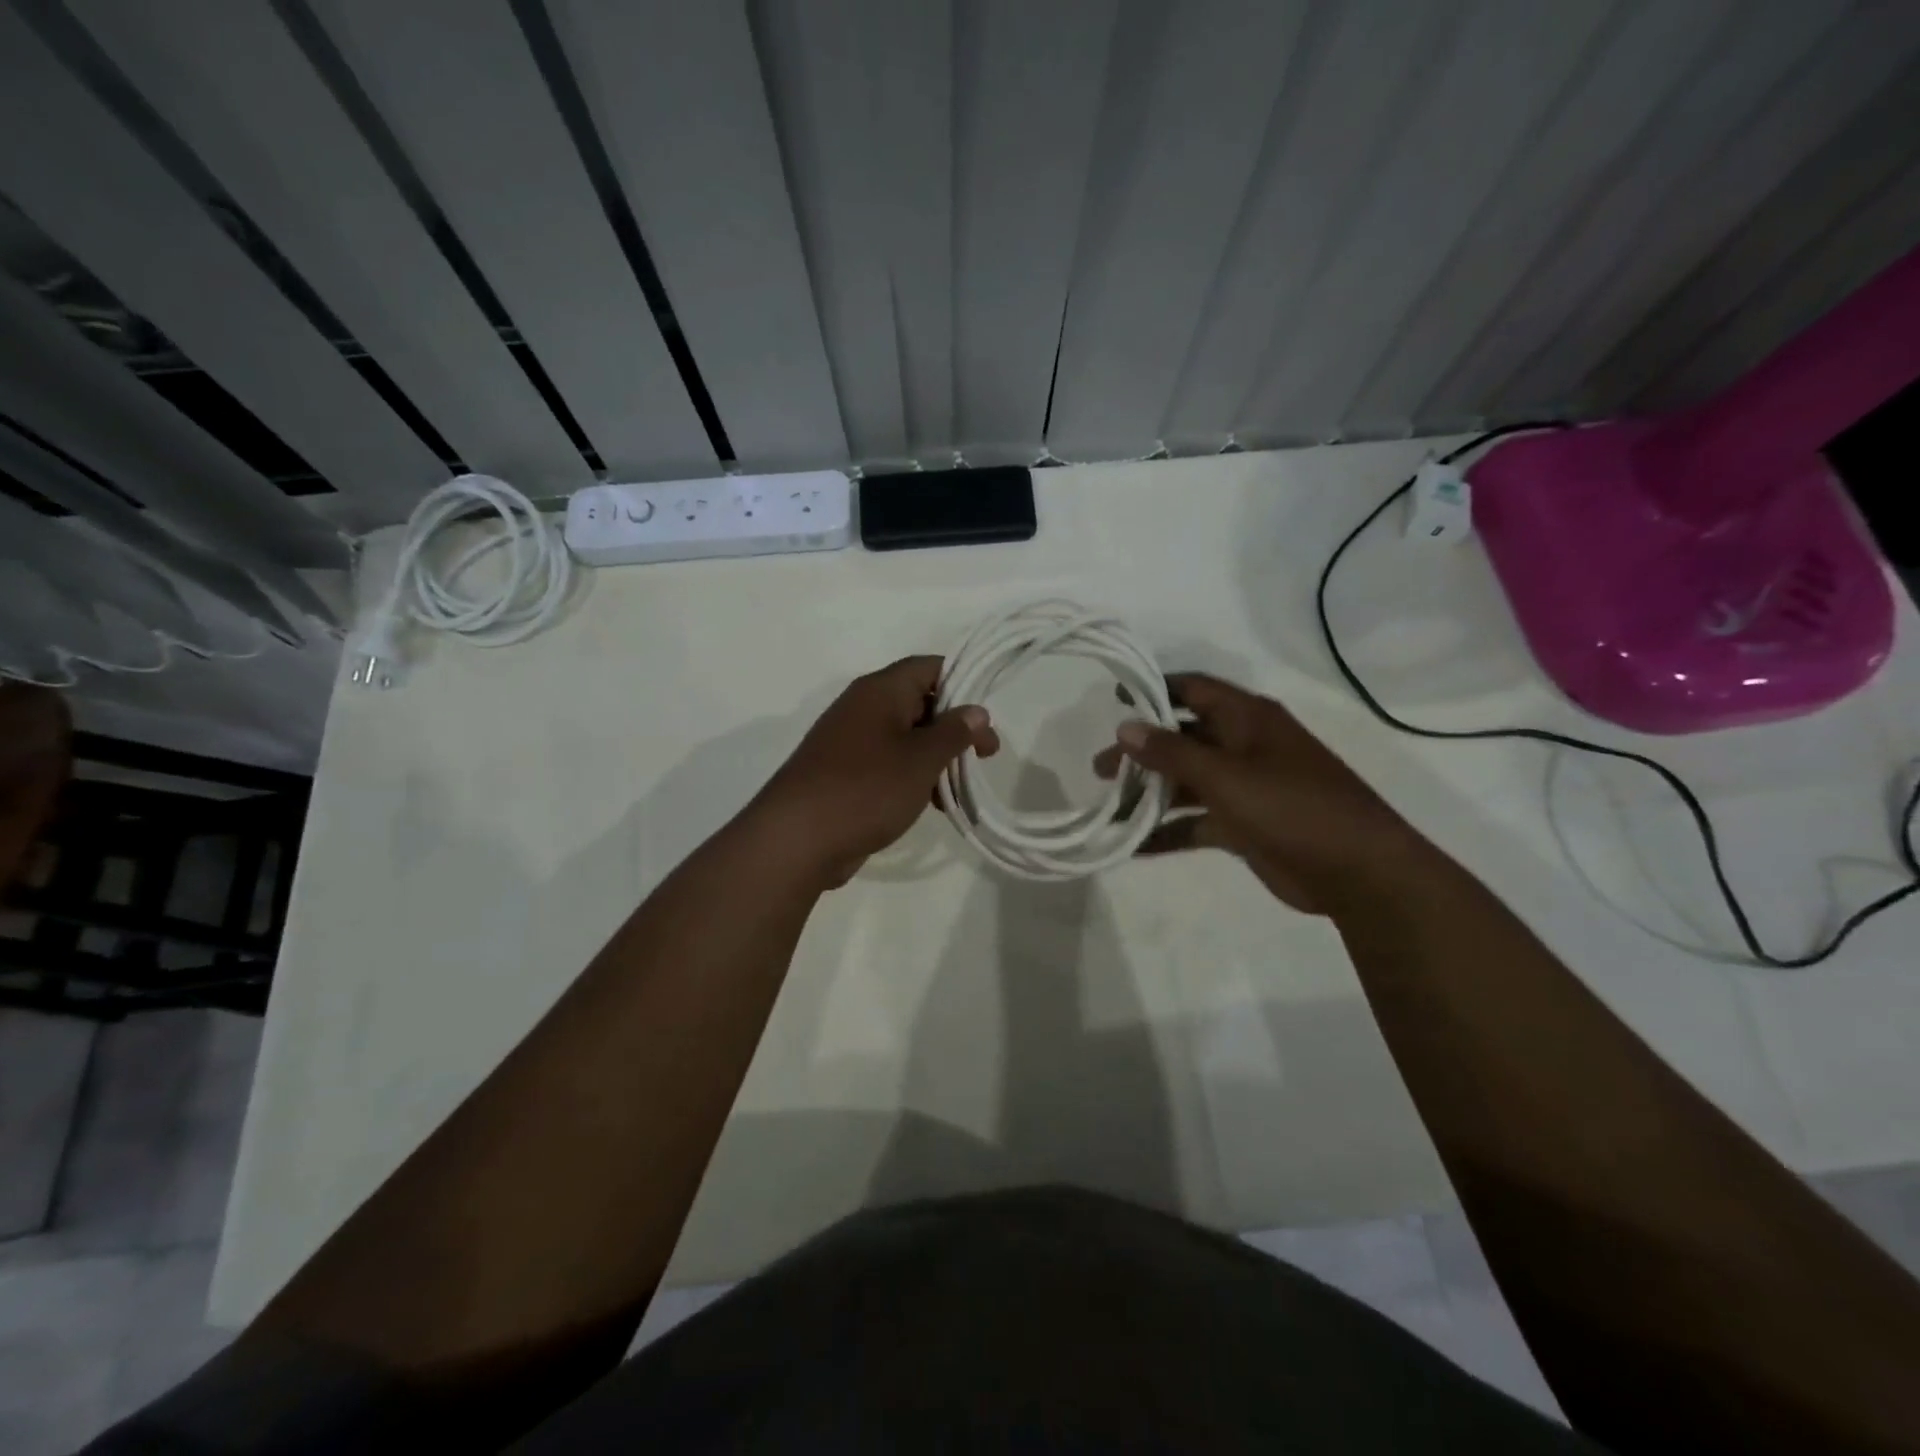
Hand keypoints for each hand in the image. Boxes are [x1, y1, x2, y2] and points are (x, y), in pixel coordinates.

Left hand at [752, 656, 997, 887]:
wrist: (796, 839)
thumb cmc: (866, 788)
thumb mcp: (921, 759)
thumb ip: (953, 732)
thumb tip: (976, 711)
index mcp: (879, 691)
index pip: (928, 667)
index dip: (962, 684)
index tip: (986, 716)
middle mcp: (863, 708)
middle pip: (919, 703)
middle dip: (954, 727)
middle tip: (986, 755)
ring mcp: (850, 742)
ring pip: (905, 738)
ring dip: (936, 758)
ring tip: (960, 788)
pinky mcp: (843, 774)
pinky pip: (888, 764)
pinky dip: (913, 777)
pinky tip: (931, 805)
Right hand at [1095, 673, 1429, 913]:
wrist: (1359, 872)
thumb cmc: (1293, 807)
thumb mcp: (1227, 776)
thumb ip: (1172, 752)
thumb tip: (1124, 727)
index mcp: (1247, 719)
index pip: (1192, 689)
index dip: (1154, 691)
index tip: (1115, 701)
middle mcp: (1243, 746)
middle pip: (1182, 739)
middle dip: (1141, 753)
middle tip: (1100, 771)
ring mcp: (1245, 787)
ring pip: (1186, 782)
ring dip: (1150, 794)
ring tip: (1109, 810)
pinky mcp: (1245, 825)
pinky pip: (1197, 821)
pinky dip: (1169, 831)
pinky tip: (1134, 846)